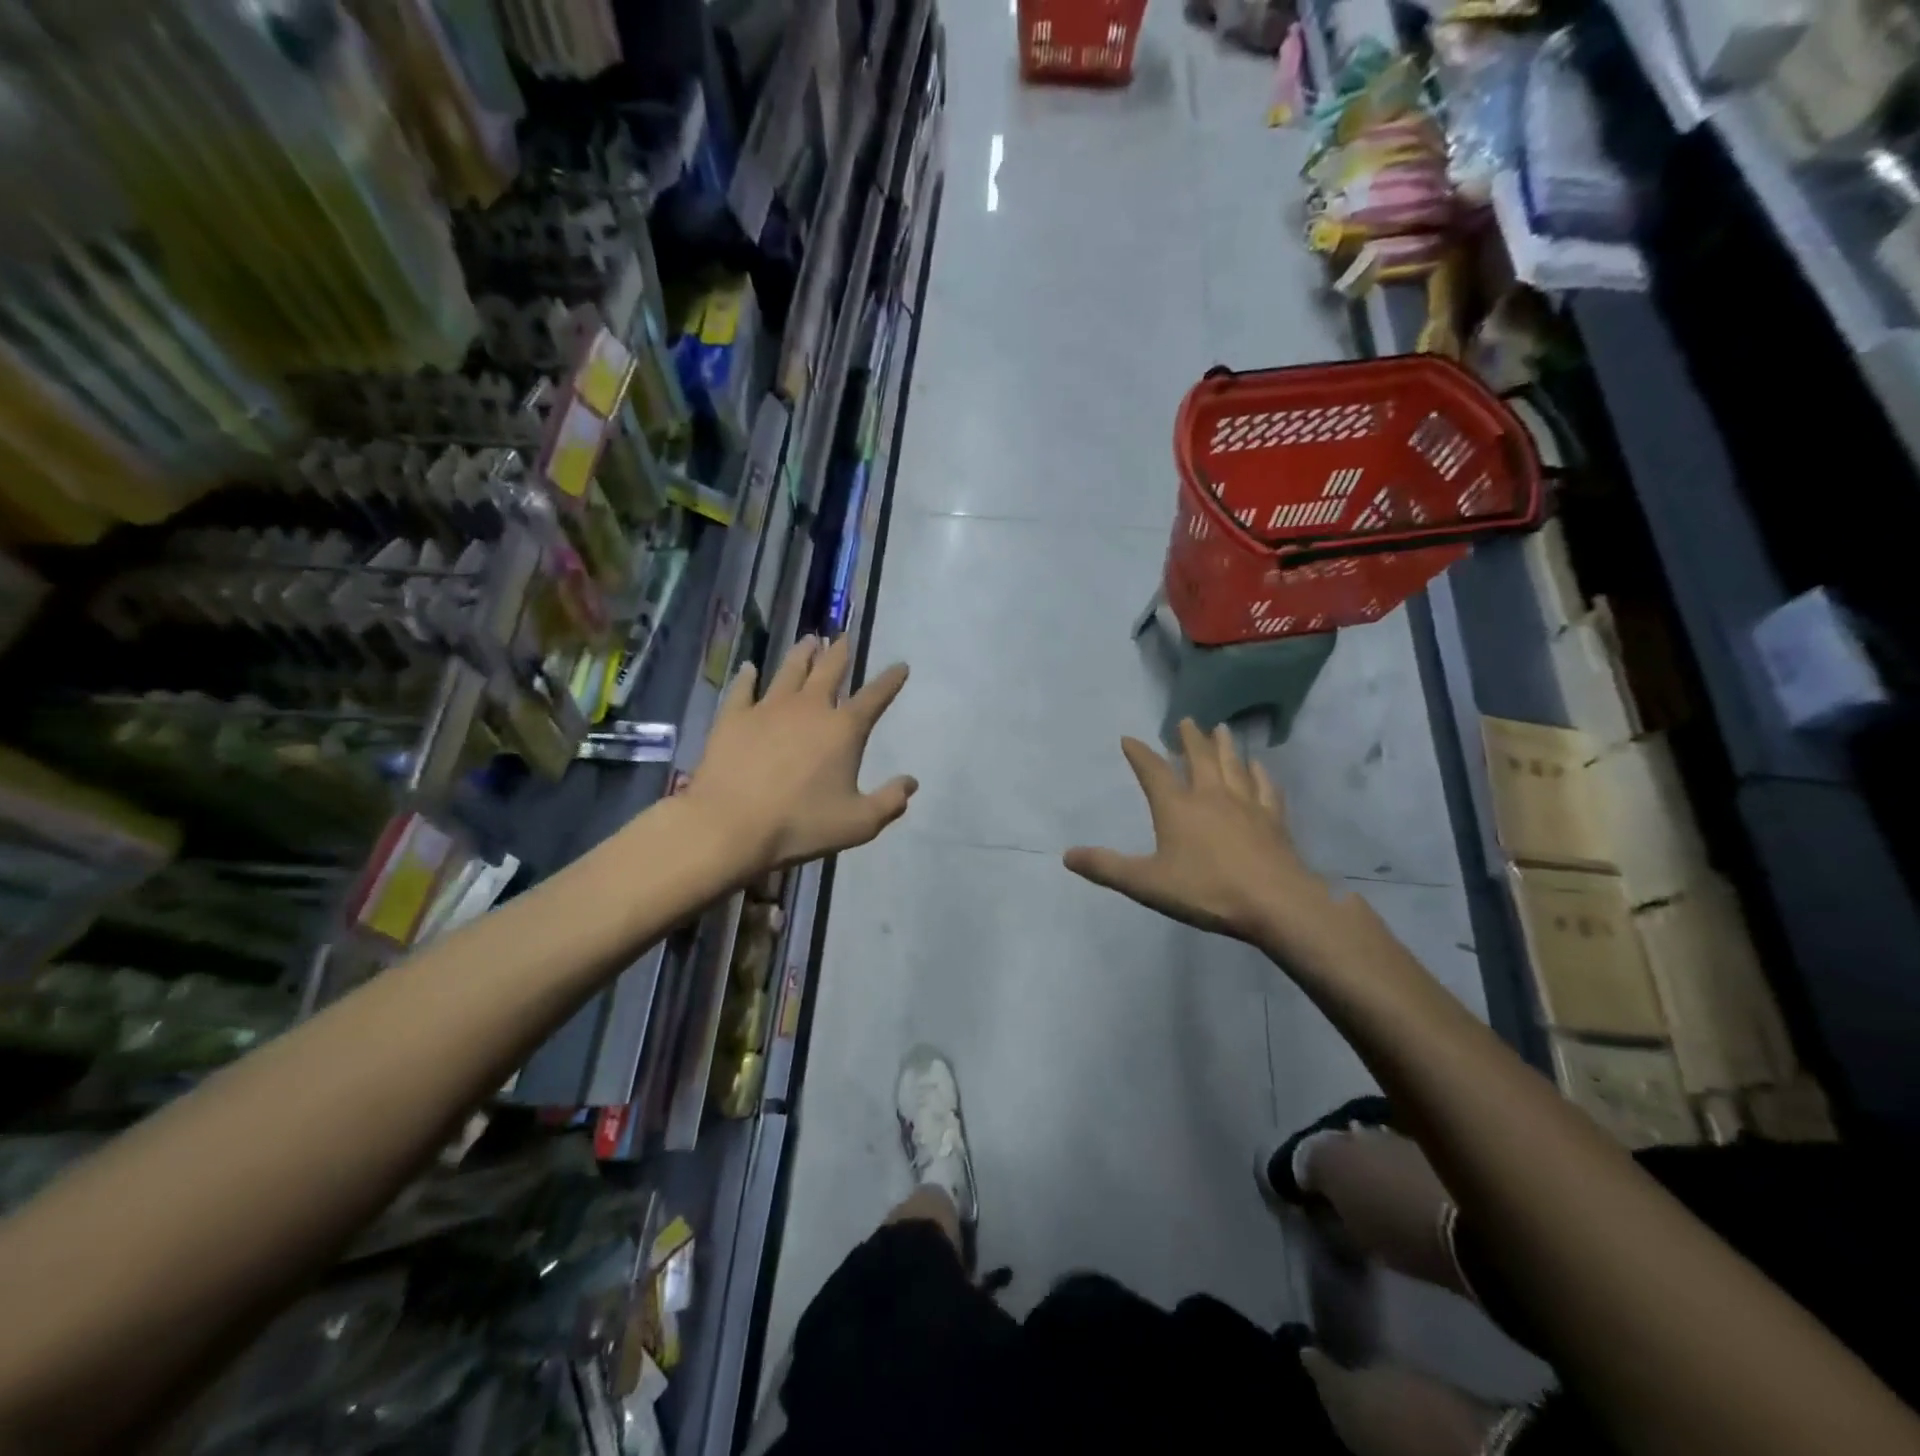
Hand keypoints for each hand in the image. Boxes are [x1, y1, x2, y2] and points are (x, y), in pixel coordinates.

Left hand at [688, 635, 916, 874]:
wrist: (731, 824)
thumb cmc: (801, 824)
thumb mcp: (858, 823)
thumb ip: (889, 802)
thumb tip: (911, 783)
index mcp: (843, 729)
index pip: (874, 697)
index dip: (890, 681)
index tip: (900, 666)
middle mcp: (809, 707)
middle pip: (829, 670)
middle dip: (841, 652)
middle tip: (844, 638)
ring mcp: (769, 708)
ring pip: (790, 670)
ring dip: (803, 654)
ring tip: (809, 640)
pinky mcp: (734, 717)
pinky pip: (743, 688)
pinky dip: (747, 676)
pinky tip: (749, 668)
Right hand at [1064, 720, 1335, 952]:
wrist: (1275, 903)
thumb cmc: (1206, 891)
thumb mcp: (1146, 883)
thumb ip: (1107, 868)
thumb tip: (1067, 855)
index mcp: (1177, 808)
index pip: (1154, 772)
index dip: (1140, 754)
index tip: (1129, 738)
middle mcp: (1211, 797)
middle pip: (1200, 759)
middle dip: (1190, 739)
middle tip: (1186, 720)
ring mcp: (1246, 806)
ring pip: (1233, 766)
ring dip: (1225, 746)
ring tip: (1222, 729)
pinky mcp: (1273, 820)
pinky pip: (1266, 789)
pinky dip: (1261, 774)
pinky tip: (1260, 767)